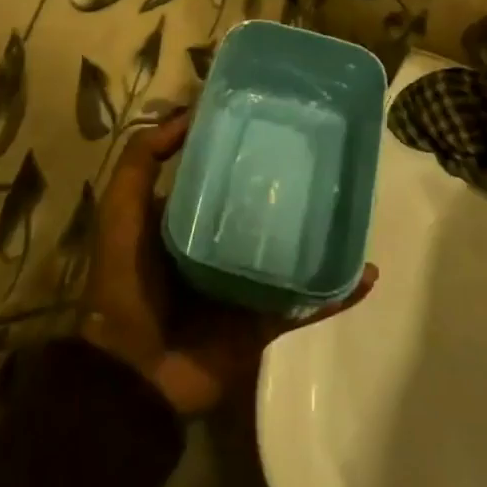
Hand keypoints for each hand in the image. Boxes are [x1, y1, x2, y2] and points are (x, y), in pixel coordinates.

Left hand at [77, 112, 377, 416]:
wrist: (134, 372)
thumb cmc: (126, 281)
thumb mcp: (122, 207)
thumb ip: (143, 158)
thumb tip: (188, 114)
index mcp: (189, 221)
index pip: (223, 176)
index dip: (243, 149)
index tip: (274, 121)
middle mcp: (220, 248)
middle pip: (262, 211)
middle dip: (290, 189)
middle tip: (326, 157)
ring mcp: (246, 287)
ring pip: (290, 254)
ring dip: (320, 236)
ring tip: (353, 206)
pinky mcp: (264, 322)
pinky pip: (307, 304)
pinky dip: (337, 293)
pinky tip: (364, 273)